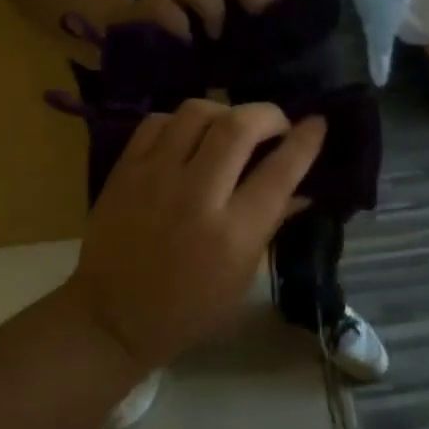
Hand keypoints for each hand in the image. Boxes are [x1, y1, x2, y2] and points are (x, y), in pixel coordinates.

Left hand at [69, 100, 327, 369]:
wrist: (111, 318)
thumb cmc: (188, 309)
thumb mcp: (242, 278)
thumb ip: (272, 226)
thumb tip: (302, 190)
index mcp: (233, 234)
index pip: (280, 172)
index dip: (305, 141)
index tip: (316, 123)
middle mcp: (196, 196)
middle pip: (238, 127)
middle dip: (268, 114)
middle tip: (275, 123)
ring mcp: (156, 177)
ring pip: (197, 112)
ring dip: (224, 110)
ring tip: (230, 126)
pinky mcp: (125, 170)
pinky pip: (158, 121)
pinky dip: (180, 120)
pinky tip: (189, 135)